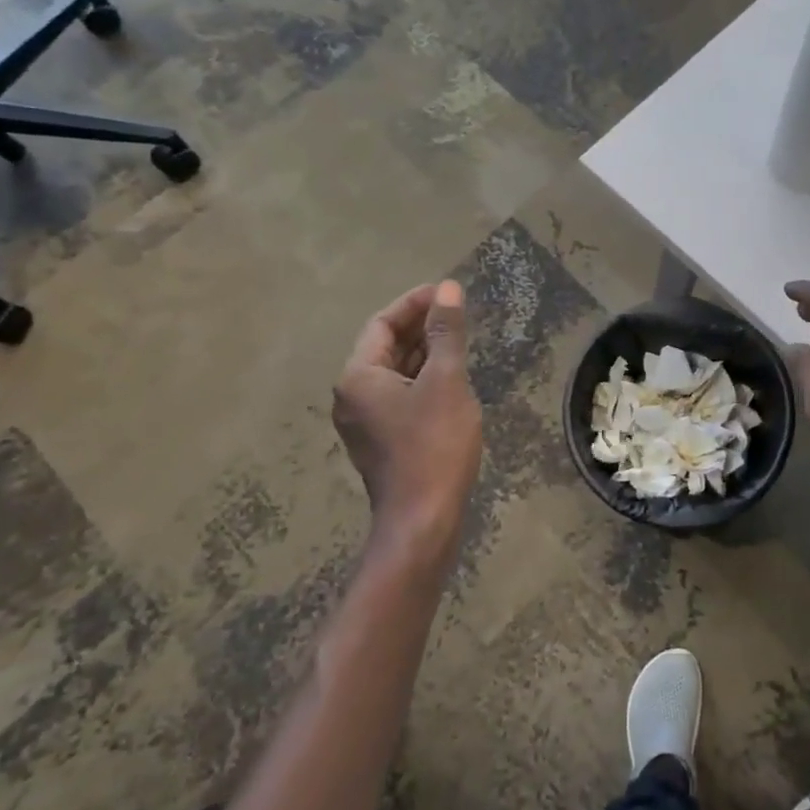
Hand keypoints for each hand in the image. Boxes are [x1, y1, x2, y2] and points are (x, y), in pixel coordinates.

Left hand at [333, 281, 482, 570]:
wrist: (423, 520)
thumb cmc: (434, 445)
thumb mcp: (446, 381)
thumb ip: (446, 332)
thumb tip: (447, 289)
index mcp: (358, 376)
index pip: (382, 324)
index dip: (414, 303)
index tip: (447, 292)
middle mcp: (352, 396)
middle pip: (385, 346)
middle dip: (419, 326)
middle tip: (457, 313)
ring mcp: (365, 421)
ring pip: (394, 373)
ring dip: (423, 353)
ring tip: (458, 340)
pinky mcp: (382, 441)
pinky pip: (399, 396)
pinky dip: (422, 379)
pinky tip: (450, 378)